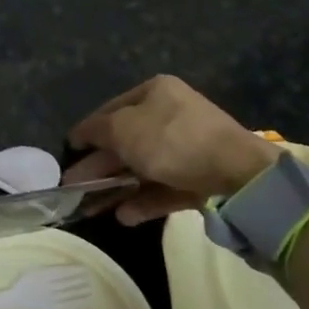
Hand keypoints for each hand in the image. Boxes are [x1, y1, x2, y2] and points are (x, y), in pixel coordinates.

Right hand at [62, 75, 278, 225]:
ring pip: (144, 168)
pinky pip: (165, 187)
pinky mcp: (200, 178)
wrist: (239, 174)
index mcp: (155, 92)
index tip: (70, 150)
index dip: (89, 130)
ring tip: (94, 209)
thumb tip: (81, 134)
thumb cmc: (172, 139)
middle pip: (126, 141)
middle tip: (74, 186)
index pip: (112, 109)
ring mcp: (188, 148)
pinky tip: (124, 216)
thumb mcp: (124, 129)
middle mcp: (171, 115)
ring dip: (118, 187)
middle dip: (100, 165)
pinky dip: (144, 201)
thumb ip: (97, 131)